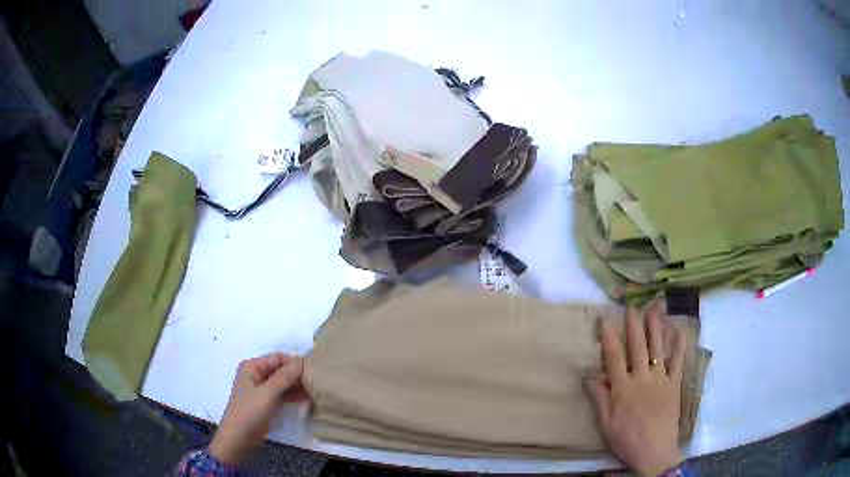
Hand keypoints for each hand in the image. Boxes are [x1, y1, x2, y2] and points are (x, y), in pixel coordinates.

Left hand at [209, 352, 304, 464]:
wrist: (240, 437)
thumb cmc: (250, 411)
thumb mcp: (268, 392)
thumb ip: (285, 376)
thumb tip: (303, 361)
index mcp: (253, 366)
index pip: (279, 358)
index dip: (295, 364)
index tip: (312, 374)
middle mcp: (257, 374)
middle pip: (281, 370)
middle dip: (297, 376)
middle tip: (316, 385)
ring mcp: (262, 389)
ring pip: (284, 383)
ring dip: (297, 387)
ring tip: (314, 393)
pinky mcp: (267, 402)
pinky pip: (283, 394)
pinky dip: (293, 396)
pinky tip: (307, 400)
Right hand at [585, 302, 686, 476]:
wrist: (655, 451)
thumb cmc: (626, 439)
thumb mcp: (605, 424)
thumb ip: (599, 398)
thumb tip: (589, 375)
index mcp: (622, 389)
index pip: (614, 357)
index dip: (609, 337)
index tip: (605, 318)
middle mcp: (642, 379)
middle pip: (637, 347)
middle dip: (634, 325)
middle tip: (632, 306)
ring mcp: (661, 379)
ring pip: (658, 348)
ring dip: (656, 327)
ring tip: (654, 308)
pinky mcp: (674, 384)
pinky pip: (678, 361)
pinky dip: (679, 345)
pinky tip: (679, 330)